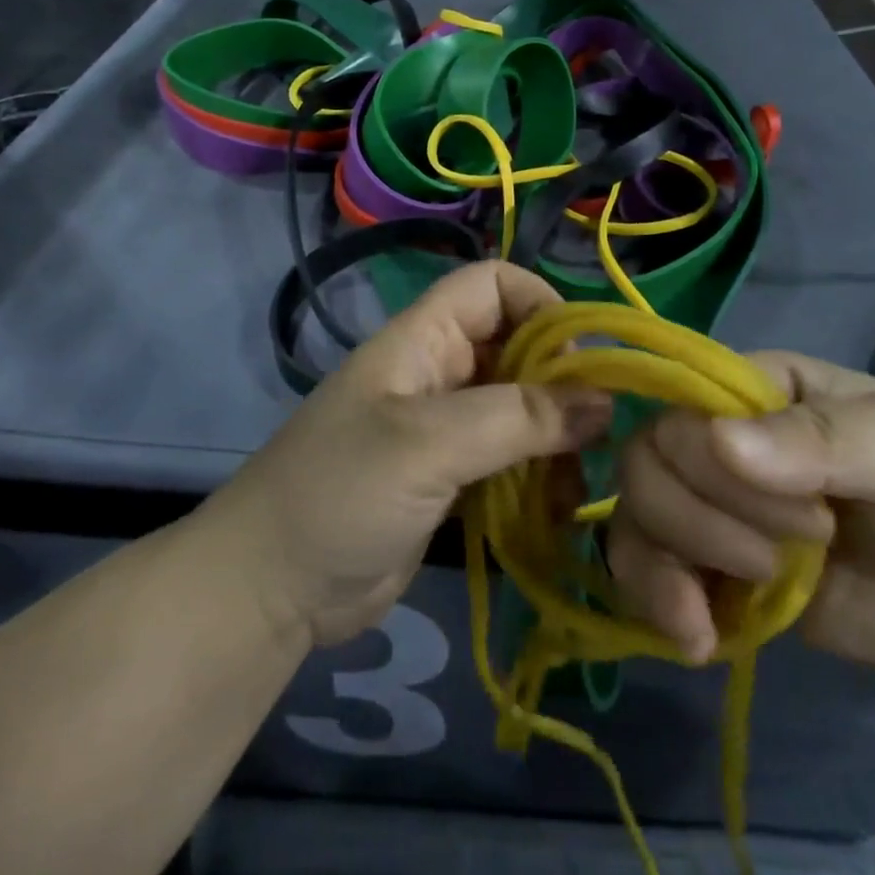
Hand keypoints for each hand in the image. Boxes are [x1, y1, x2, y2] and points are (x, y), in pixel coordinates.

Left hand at [217, 261, 609, 648]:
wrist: (271, 589)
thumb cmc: (341, 493)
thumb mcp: (428, 445)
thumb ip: (517, 417)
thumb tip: (604, 400)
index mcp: (424, 339)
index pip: (493, 285)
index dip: (542, 304)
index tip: (584, 359)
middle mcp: (439, 372)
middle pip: (517, 347)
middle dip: (562, 381)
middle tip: (598, 431)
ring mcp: (445, 428)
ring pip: (521, 407)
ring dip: (556, 437)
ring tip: (577, 483)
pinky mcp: (451, 479)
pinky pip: (510, 459)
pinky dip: (539, 476)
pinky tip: (560, 509)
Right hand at [607, 351, 874, 672]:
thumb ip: (820, 440)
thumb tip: (721, 442)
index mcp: (757, 387)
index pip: (685, 401)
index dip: (712, 460)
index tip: (808, 518)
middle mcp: (716, 434)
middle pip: (646, 458)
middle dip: (702, 519)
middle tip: (781, 561)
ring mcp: (706, 501)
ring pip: (634, 510)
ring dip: (667, 564)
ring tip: (729, 611)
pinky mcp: (706, 565)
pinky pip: (643, 566)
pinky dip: (654, 599)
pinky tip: (695, 637)